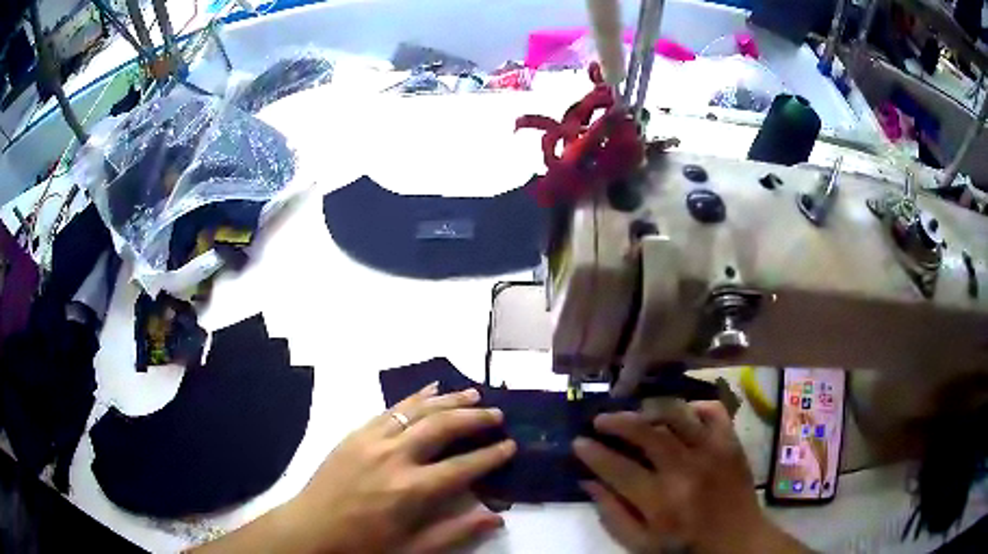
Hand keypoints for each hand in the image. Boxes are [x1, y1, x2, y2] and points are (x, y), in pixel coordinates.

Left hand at [197, 384, 515, 553]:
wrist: (311, 529)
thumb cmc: (364, 545)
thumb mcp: (413, 549)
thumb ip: (455, 531)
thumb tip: (496, 517)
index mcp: (410, 490)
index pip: (462, 466)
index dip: (491, 455)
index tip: (511, 445)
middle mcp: (394, 457)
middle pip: (443, 427)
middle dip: (475, 419)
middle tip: (498, 415)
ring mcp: (372, 440)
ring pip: (418, 411)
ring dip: (448, 401)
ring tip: (473, 394)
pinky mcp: (355, 433)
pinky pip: (390, 409)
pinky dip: (415, 398)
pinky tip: (430, 391)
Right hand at [574, 400, 808, 553]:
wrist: (737, 540)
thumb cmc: (684, 547)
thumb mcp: (640, 543)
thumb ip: (612, 514)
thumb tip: (588, 482)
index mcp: (660, 501)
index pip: (618, 468)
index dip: (593, 453)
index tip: (578, 443)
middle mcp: (686, 470)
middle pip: (647, 433)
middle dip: (617, 422)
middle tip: (600, 420)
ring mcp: (712, 452)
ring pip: (678, 415)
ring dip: (651, 409)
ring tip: (636, 414)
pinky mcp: (731, 443)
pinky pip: (713, 411)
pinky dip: (694, 407)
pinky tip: (681, 414)